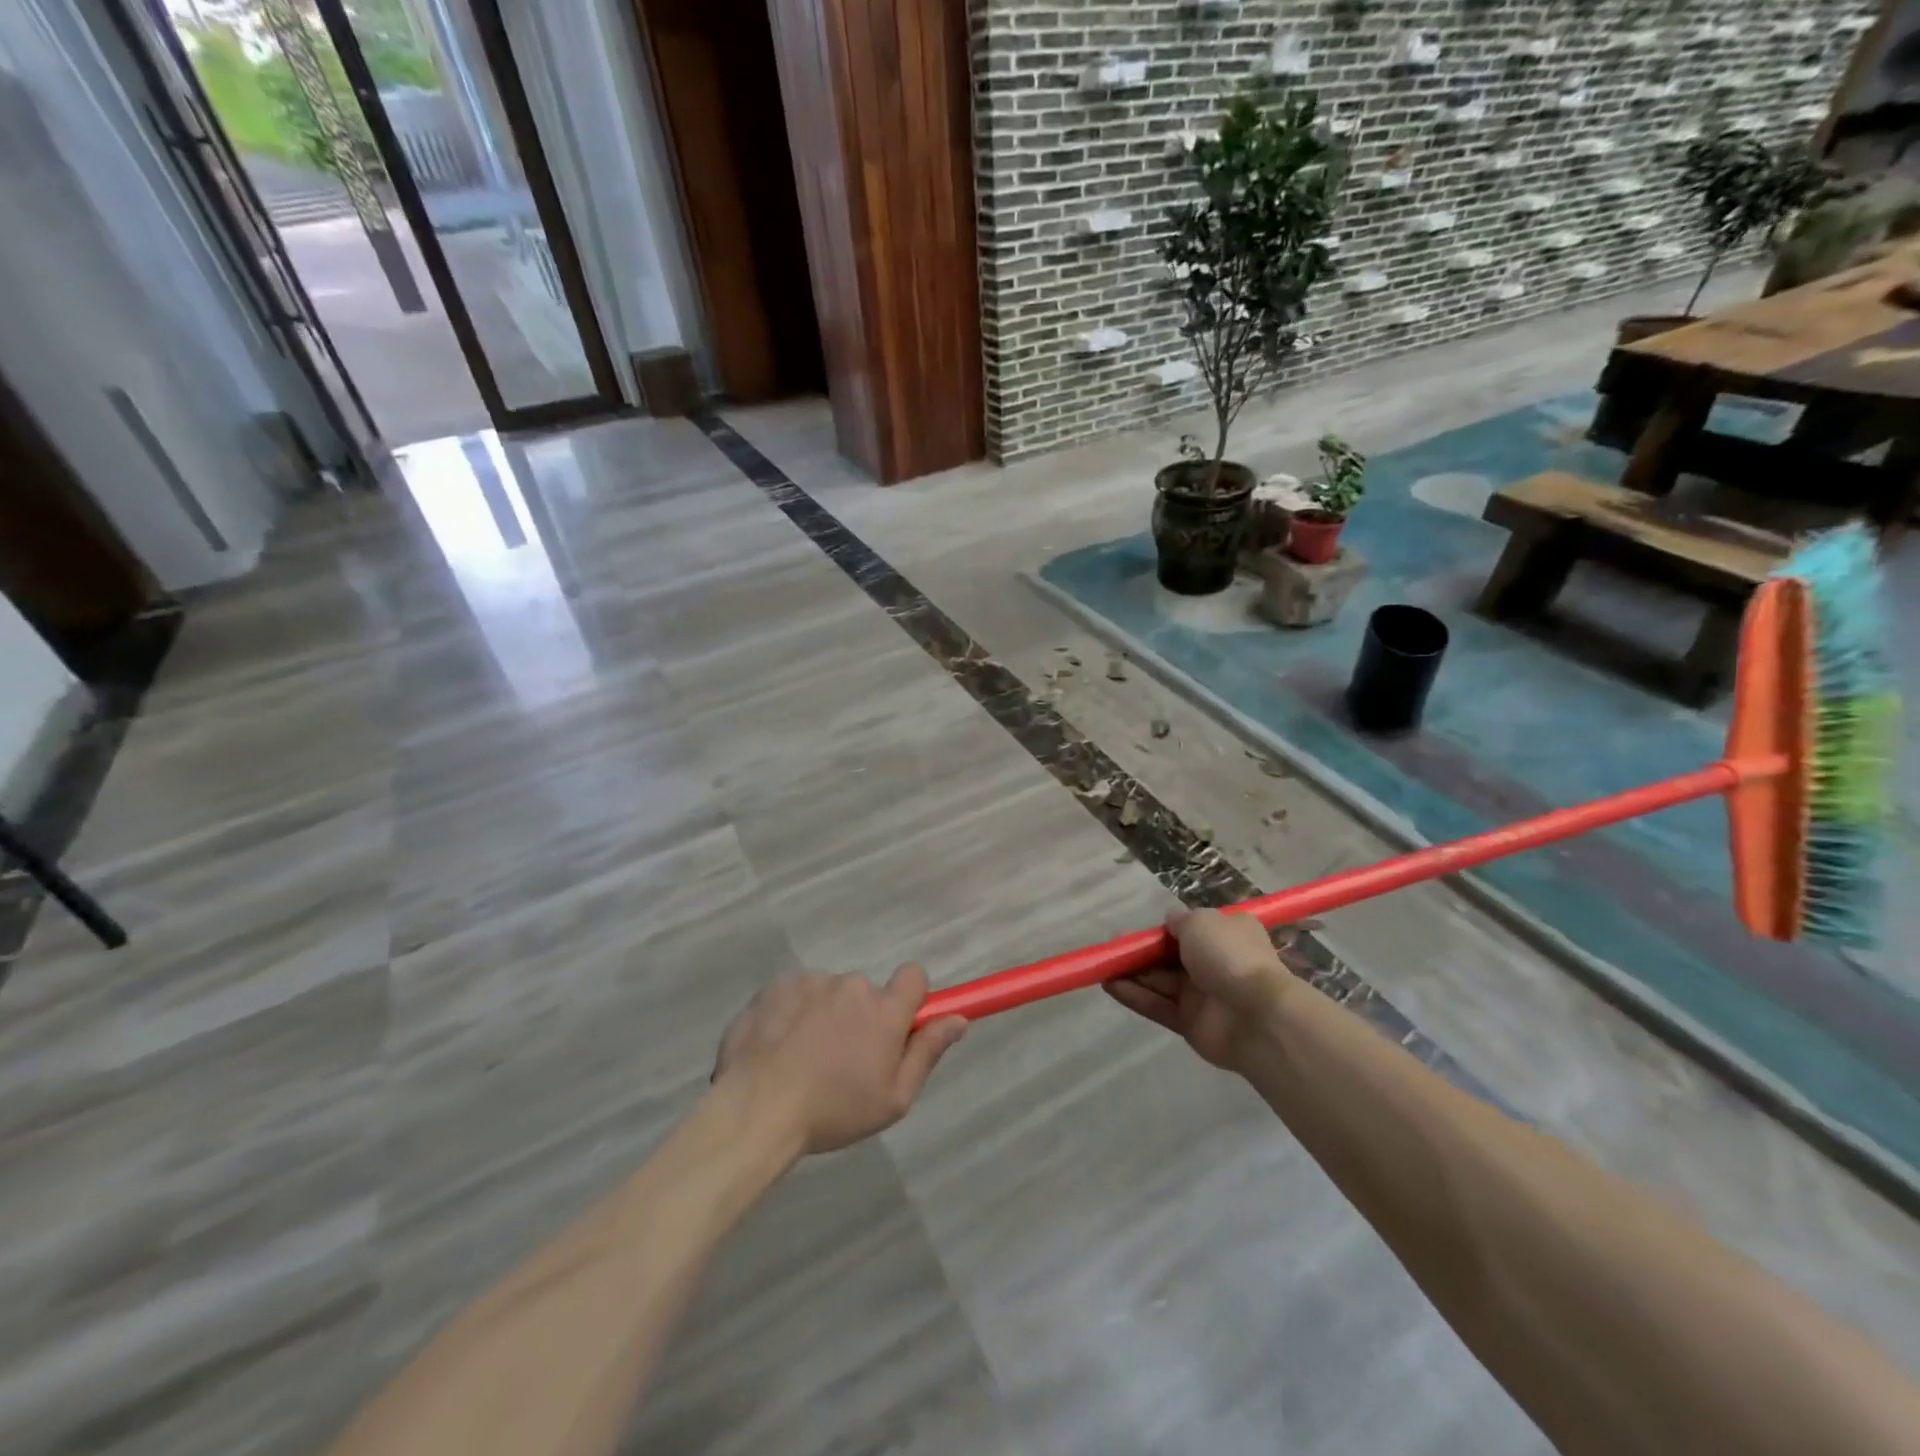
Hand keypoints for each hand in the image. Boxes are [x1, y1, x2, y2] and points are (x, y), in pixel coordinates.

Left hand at [714, 965, 967, 1155]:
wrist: (756, 1109)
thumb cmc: (833, 1111)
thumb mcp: (893, 1099)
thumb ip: (927, 1052)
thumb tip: (958, 1020)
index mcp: (884, 1010)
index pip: (914, 976)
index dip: (909, 997)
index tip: (897, 1025)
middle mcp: (851, 986)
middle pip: (865, 993)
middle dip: (859, 1018)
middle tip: (840, 1061)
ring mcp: (810, 982)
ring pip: (827, 994)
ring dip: (823, 1016)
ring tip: (801, 1059)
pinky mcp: (775, 986)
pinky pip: (794, 995)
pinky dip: (790, 1015)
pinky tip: (776, 1048)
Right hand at [1104, 908, 1294, 1070]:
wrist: (1256, 1015)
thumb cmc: (1229, 955)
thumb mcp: (1201, 921)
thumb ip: (1180, 920)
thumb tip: (1170, 921)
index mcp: (1227, 934)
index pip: (1192, 930)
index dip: (1165, 930)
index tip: (1141, 931)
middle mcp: (1216, 963)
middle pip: (1171, 957)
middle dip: (1143, 953)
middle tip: (1113, 948)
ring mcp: (1203, 996)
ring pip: (1161, 981)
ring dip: (1133, 974)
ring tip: (1103, 966)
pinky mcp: (1190, 1023)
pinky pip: (1159, 1006)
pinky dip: (1135, 996)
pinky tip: (1110, 986)